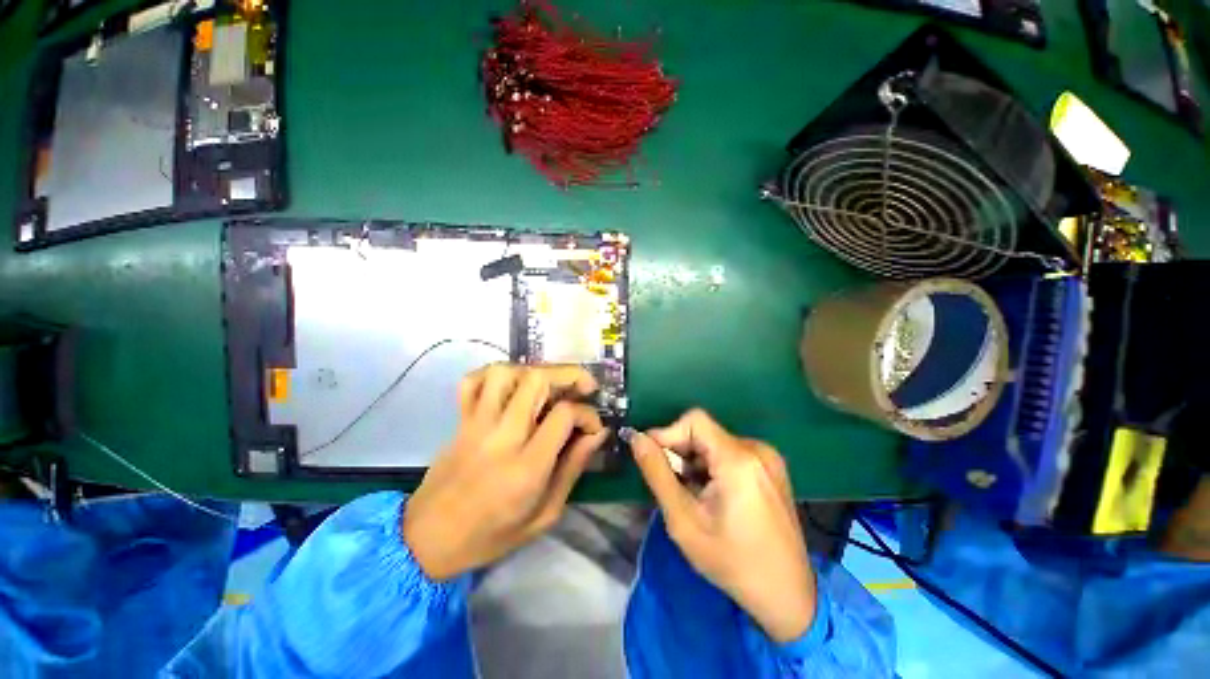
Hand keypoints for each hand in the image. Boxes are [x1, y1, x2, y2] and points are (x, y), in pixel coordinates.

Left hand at [402, 364, 608, 580]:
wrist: (427, 541)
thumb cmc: (491, 535)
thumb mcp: (544, 514)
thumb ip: (573, 468)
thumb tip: (597, 433)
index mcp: (527, 466)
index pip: (564, 414)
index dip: (587, 413)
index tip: (593, 426)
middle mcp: (502, 436)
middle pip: (537, 379)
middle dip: (568, 375)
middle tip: (583, 387)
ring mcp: (476, 423)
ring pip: (505, 372)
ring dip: (533, 372)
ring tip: (548, 387)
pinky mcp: (460, 420)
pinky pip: (472, 381)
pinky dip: (494, 374)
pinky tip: (511, 386)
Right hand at [629, 409, 816, 642]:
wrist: (787, 595)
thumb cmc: (731, 561)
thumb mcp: (684, 520)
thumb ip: (657, 473)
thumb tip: (637, 439)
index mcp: (738, 459)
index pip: (694, 421)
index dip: (667, 433)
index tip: (651, 458)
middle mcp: (757, 449)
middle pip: (704, 432)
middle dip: (681, 452)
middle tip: (672, 485)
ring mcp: (768, 458)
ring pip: (716, 443)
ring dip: (696, 462)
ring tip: (693, 495)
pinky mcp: (772, 468)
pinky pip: (731, 453)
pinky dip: (713, 466)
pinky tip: (713, 496)